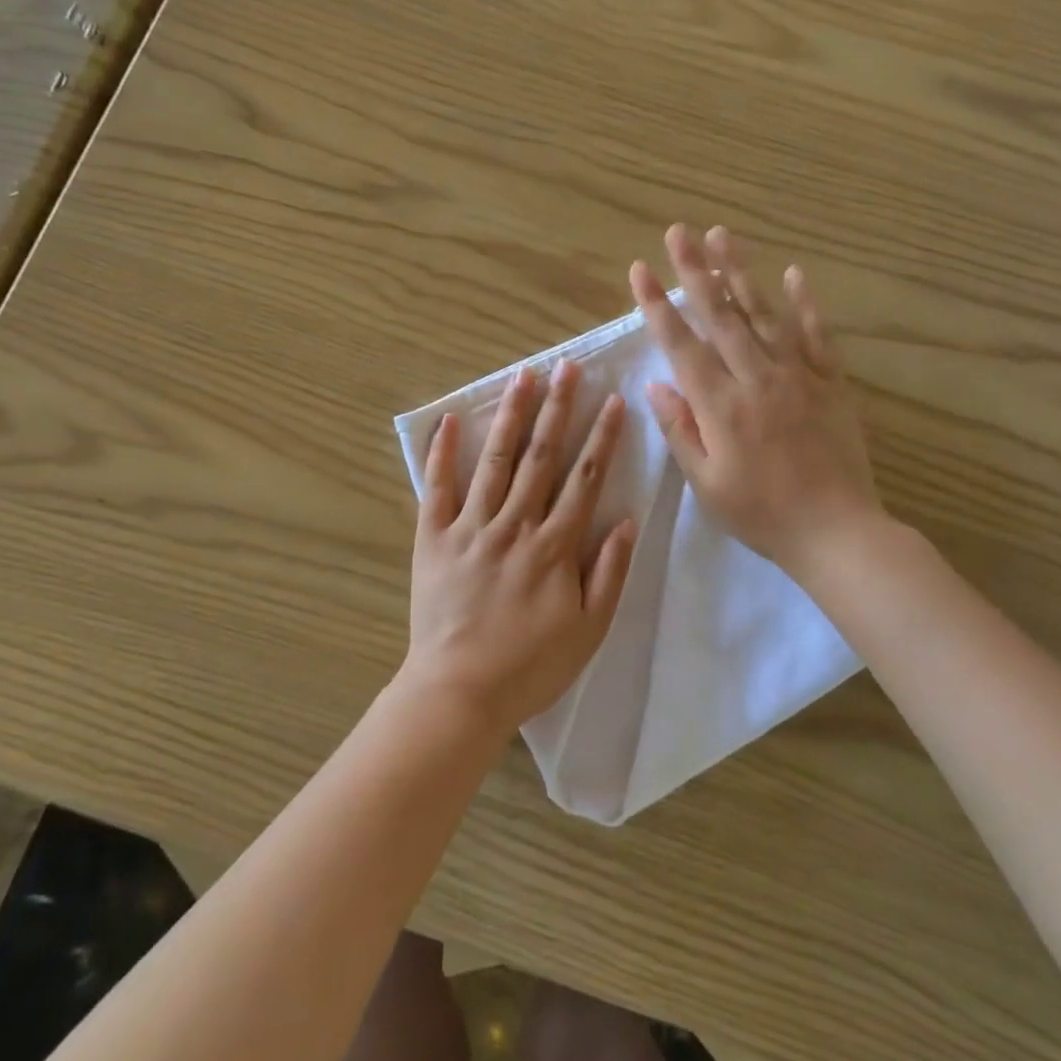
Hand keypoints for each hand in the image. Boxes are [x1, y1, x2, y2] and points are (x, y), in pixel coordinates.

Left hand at [404, 361, 637, 739]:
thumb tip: (626, 520)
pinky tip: (452, 419)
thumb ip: (609, 573)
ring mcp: (470, 527)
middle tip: (567, 368)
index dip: (602, 438)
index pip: (584, 480)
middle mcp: (514, 525)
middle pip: (541, 457)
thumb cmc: (530, 665)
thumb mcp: (588, 630)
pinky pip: (438, 488)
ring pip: (495, 461)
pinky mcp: (434, 538)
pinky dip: (444, 453)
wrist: (459, 692)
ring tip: (522, 376)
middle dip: (558, 408)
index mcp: (553, 547)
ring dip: (511, 416)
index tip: (612, 401)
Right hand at [630, 223, 883, 578]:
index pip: (682, 344)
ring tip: (722, 235)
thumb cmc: (761, 514)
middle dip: (695, 271)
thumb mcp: (706, 482)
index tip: (640, 270)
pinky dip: (805, 303)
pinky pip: (817, 335)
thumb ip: (681, 428)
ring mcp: (798, 376)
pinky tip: (794, 273)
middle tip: (678, 232)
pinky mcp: (831, 383)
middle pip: (721, 315)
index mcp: (721, 405)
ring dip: (740, 272)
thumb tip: (657, 384)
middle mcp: (757, 379)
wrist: (838, 533)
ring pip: (764, 314)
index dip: (657, 305)